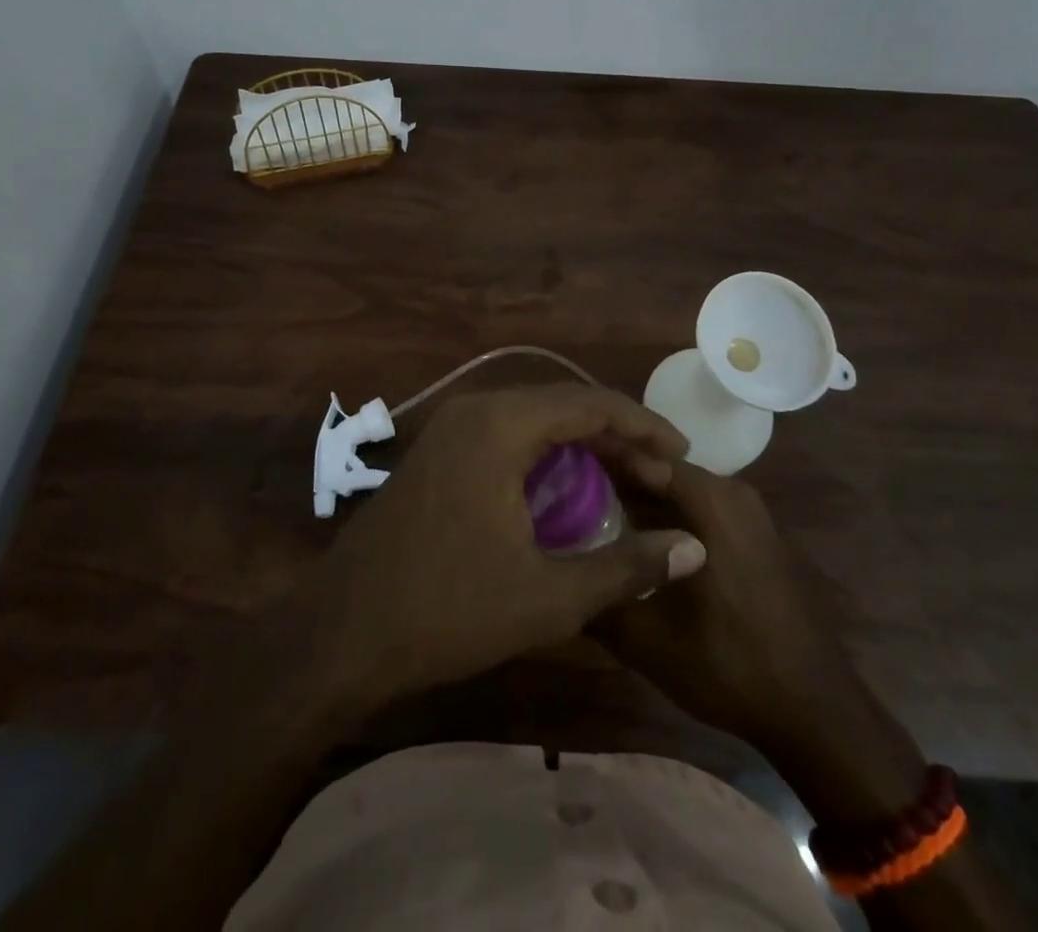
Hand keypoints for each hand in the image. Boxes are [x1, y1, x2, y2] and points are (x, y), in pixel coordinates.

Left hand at [296, 385, 706, 716]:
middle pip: (562, 405)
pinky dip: (545, 455)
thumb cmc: (448, 610)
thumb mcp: (549, 597)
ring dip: (580, 444)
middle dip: (616, 435)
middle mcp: (475, 409)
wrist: (343, 632)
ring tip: (624, 479)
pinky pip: (506, 435)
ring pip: (533, 419)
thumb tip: (694, 549)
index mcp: (501, 425)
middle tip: (658, 473)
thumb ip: (627, 567)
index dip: (643, 426)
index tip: (682, 455)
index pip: (590, 404)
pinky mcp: (438, 451)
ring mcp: (450, 428)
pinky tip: (567, 491)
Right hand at [591, 462, 923, 816]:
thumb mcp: (647, 640)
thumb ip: (596, 600)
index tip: (557, 471)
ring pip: (680, 493)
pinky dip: (669, 520)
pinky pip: (702, 512)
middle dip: (615, 483)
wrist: (815, 711)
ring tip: (594, 523)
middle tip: (567, 501)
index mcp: (709, 499)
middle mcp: (732, 492)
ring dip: (642, 504)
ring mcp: (750, 513)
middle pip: (659, 471)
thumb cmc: (730, 665)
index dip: (596, 459)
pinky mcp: (757, 536)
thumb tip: (556, 575)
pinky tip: (640, 548)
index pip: (639, 456)